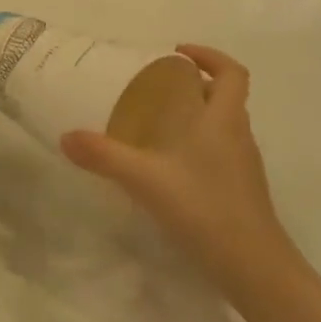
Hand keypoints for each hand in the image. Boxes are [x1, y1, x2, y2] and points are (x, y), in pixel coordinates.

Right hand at [59, 46, 290, 287]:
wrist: (254, 268)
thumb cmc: (205, 209)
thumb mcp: (146, 180)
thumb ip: (104, 157)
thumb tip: (66, 136)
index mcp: (223, 120)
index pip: (232, 72)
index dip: (209, 56)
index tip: (177, 54)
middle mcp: (238, 135)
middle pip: (226, 96)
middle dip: (196, 84)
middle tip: (157, 87)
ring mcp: (243, 164)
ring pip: (224, 124)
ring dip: (198, 114)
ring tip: (158, 122)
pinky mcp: (241, 189)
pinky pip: (221, 151)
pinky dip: (199, 144)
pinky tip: (170, 165)